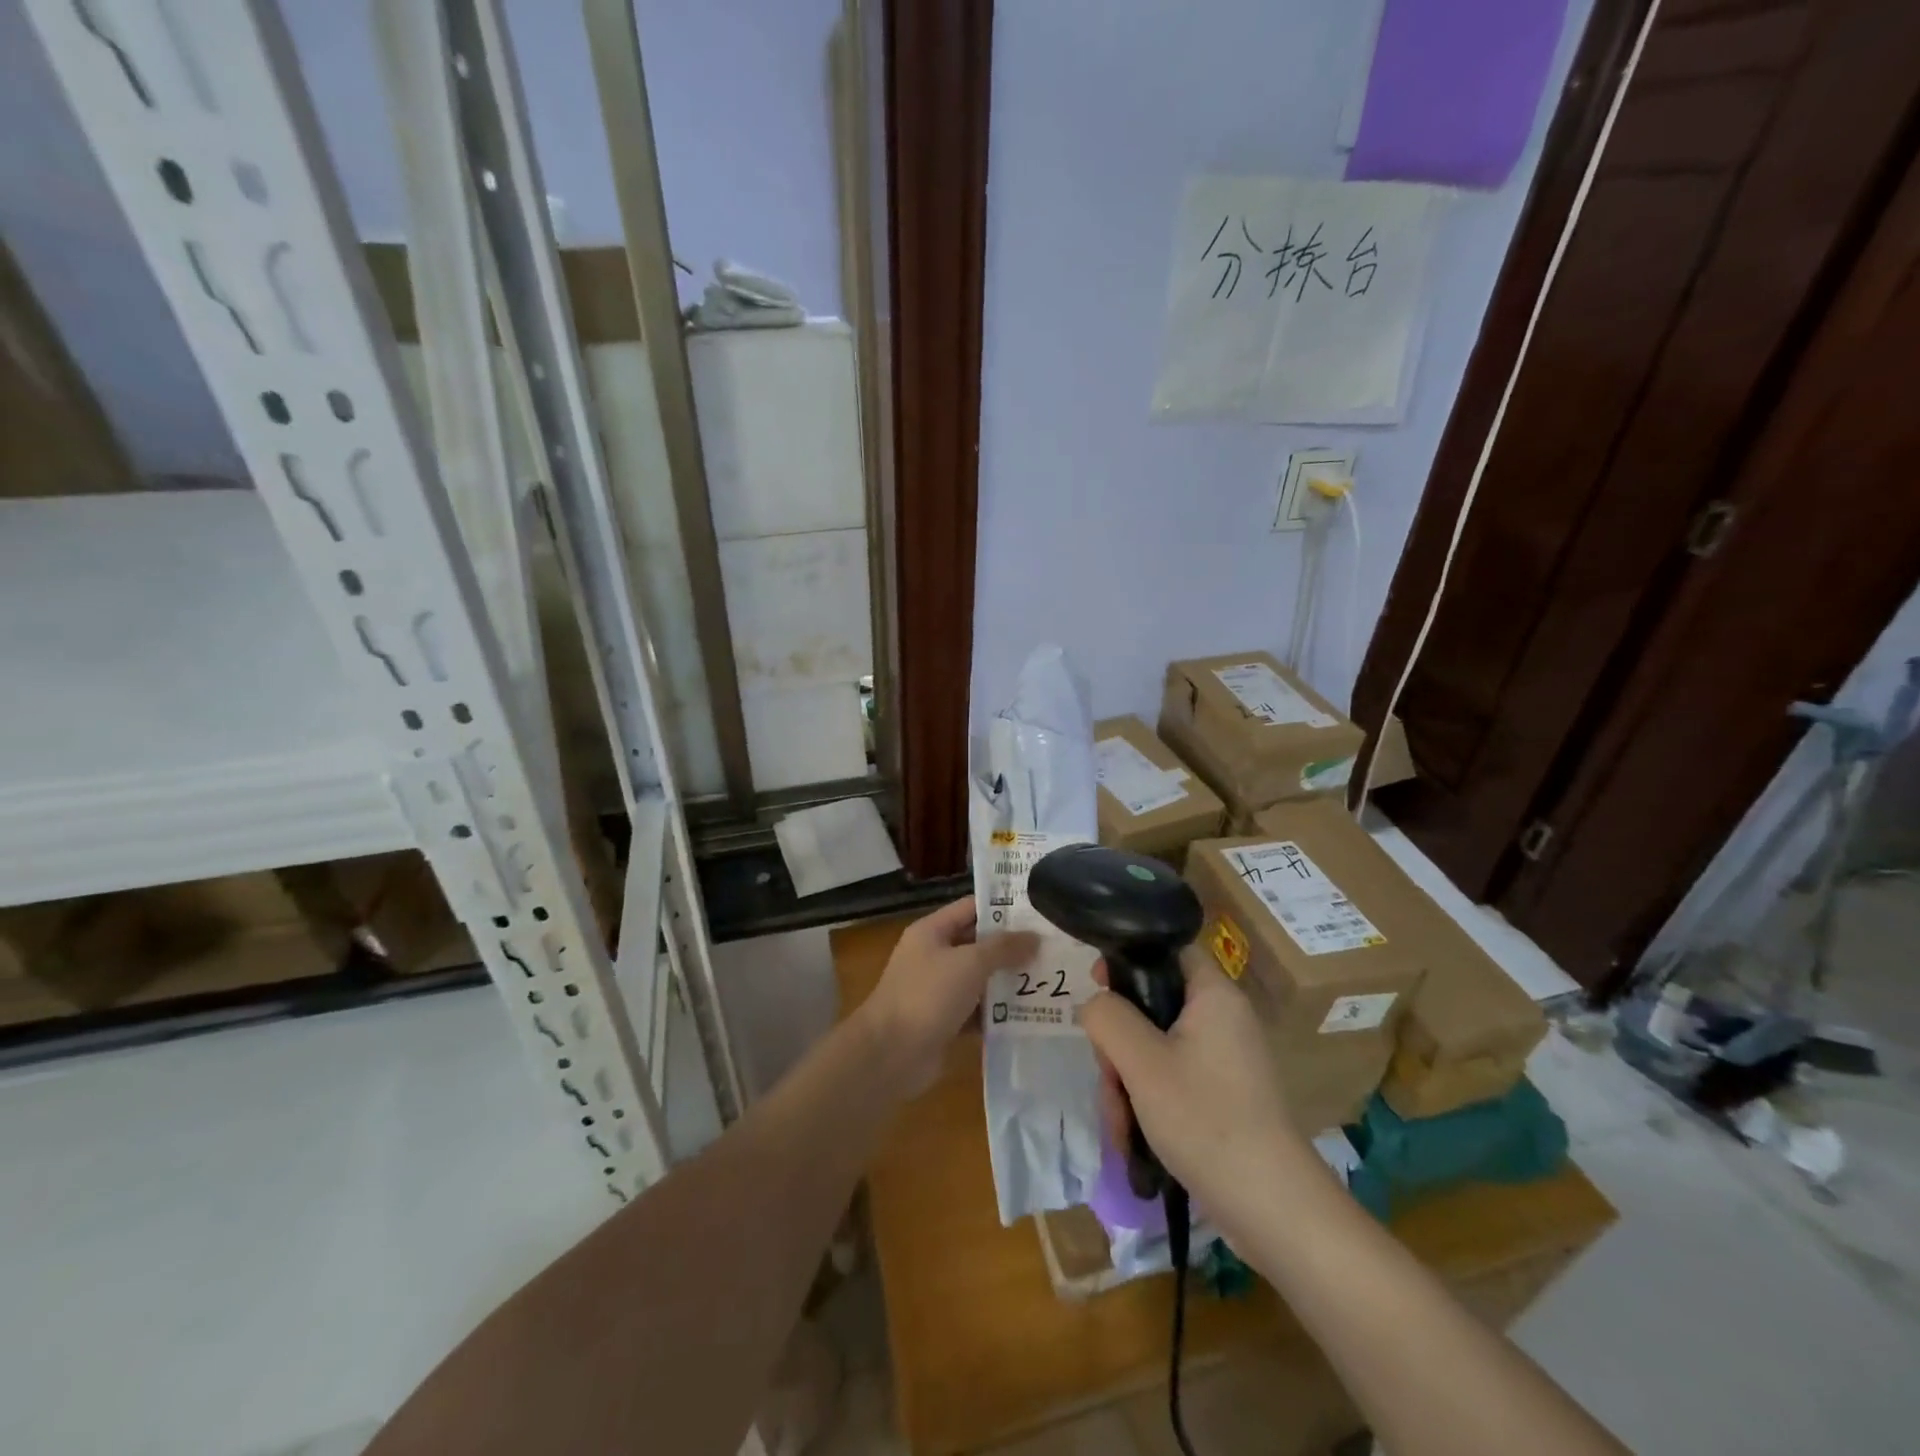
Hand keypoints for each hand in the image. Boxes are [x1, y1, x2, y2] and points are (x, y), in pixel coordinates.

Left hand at [857, 897, 1037, 1096]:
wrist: (890, 1054)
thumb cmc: (927, 996)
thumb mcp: (969, 963)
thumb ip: (1003, 948)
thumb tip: (1035, 937)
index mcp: (932, 932)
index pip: (971, 908)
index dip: (1003, 907)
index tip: (1038, 909)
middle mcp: (934, 956)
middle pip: (978, 944)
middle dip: (1012, 947)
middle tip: (1053, 947)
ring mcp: (939, 990)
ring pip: (980, 979)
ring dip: (1008, 981)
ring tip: (1050, 979)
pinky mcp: (945, 1022)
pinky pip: (978, 1011)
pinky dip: (999, 1013)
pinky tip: (1030, 1014)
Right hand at [1081, 949, 1315, 1236]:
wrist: (1273, 1209)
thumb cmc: (1206, 1120)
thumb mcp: (1142, 1063)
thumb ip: (1108, 1018)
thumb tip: (1096, 1004)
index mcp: (1213, 995)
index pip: (1166, 950)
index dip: (1128, 960)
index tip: (1097, 988)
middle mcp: (1223, 1018)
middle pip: (1153, 1005)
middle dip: (1120, 1045)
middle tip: (1110, 1079)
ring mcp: (1225, 1059)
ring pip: (1156, 1048)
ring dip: (1128, 1081)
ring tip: (1122, 1125)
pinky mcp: (1223, 1094)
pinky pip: (1172, 1078)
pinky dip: (1149, 1101)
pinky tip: (1136, 1138)